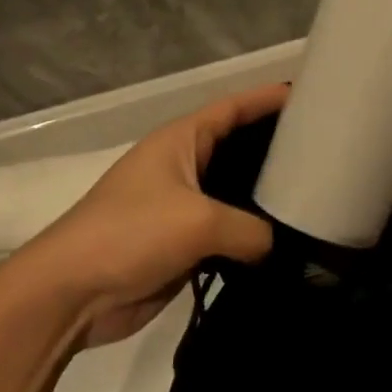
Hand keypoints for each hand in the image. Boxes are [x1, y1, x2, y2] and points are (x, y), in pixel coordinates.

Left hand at [14, 83, 287, 346]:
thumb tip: (273, 247)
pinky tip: (285, 239)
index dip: (268, 99)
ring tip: (313, 195)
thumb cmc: (131, 234)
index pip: (233, 108)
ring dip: (265, 196)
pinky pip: (227, 230)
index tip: (309, 97)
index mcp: (180, 141)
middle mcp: (183, 166)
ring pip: (235, 193)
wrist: (69, 294)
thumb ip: (250, 229)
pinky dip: (252, 233)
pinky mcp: (182, 244)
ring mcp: (181, 206)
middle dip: (275, 147)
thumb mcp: (200, 222)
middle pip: (238, 147)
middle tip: (322, 151)